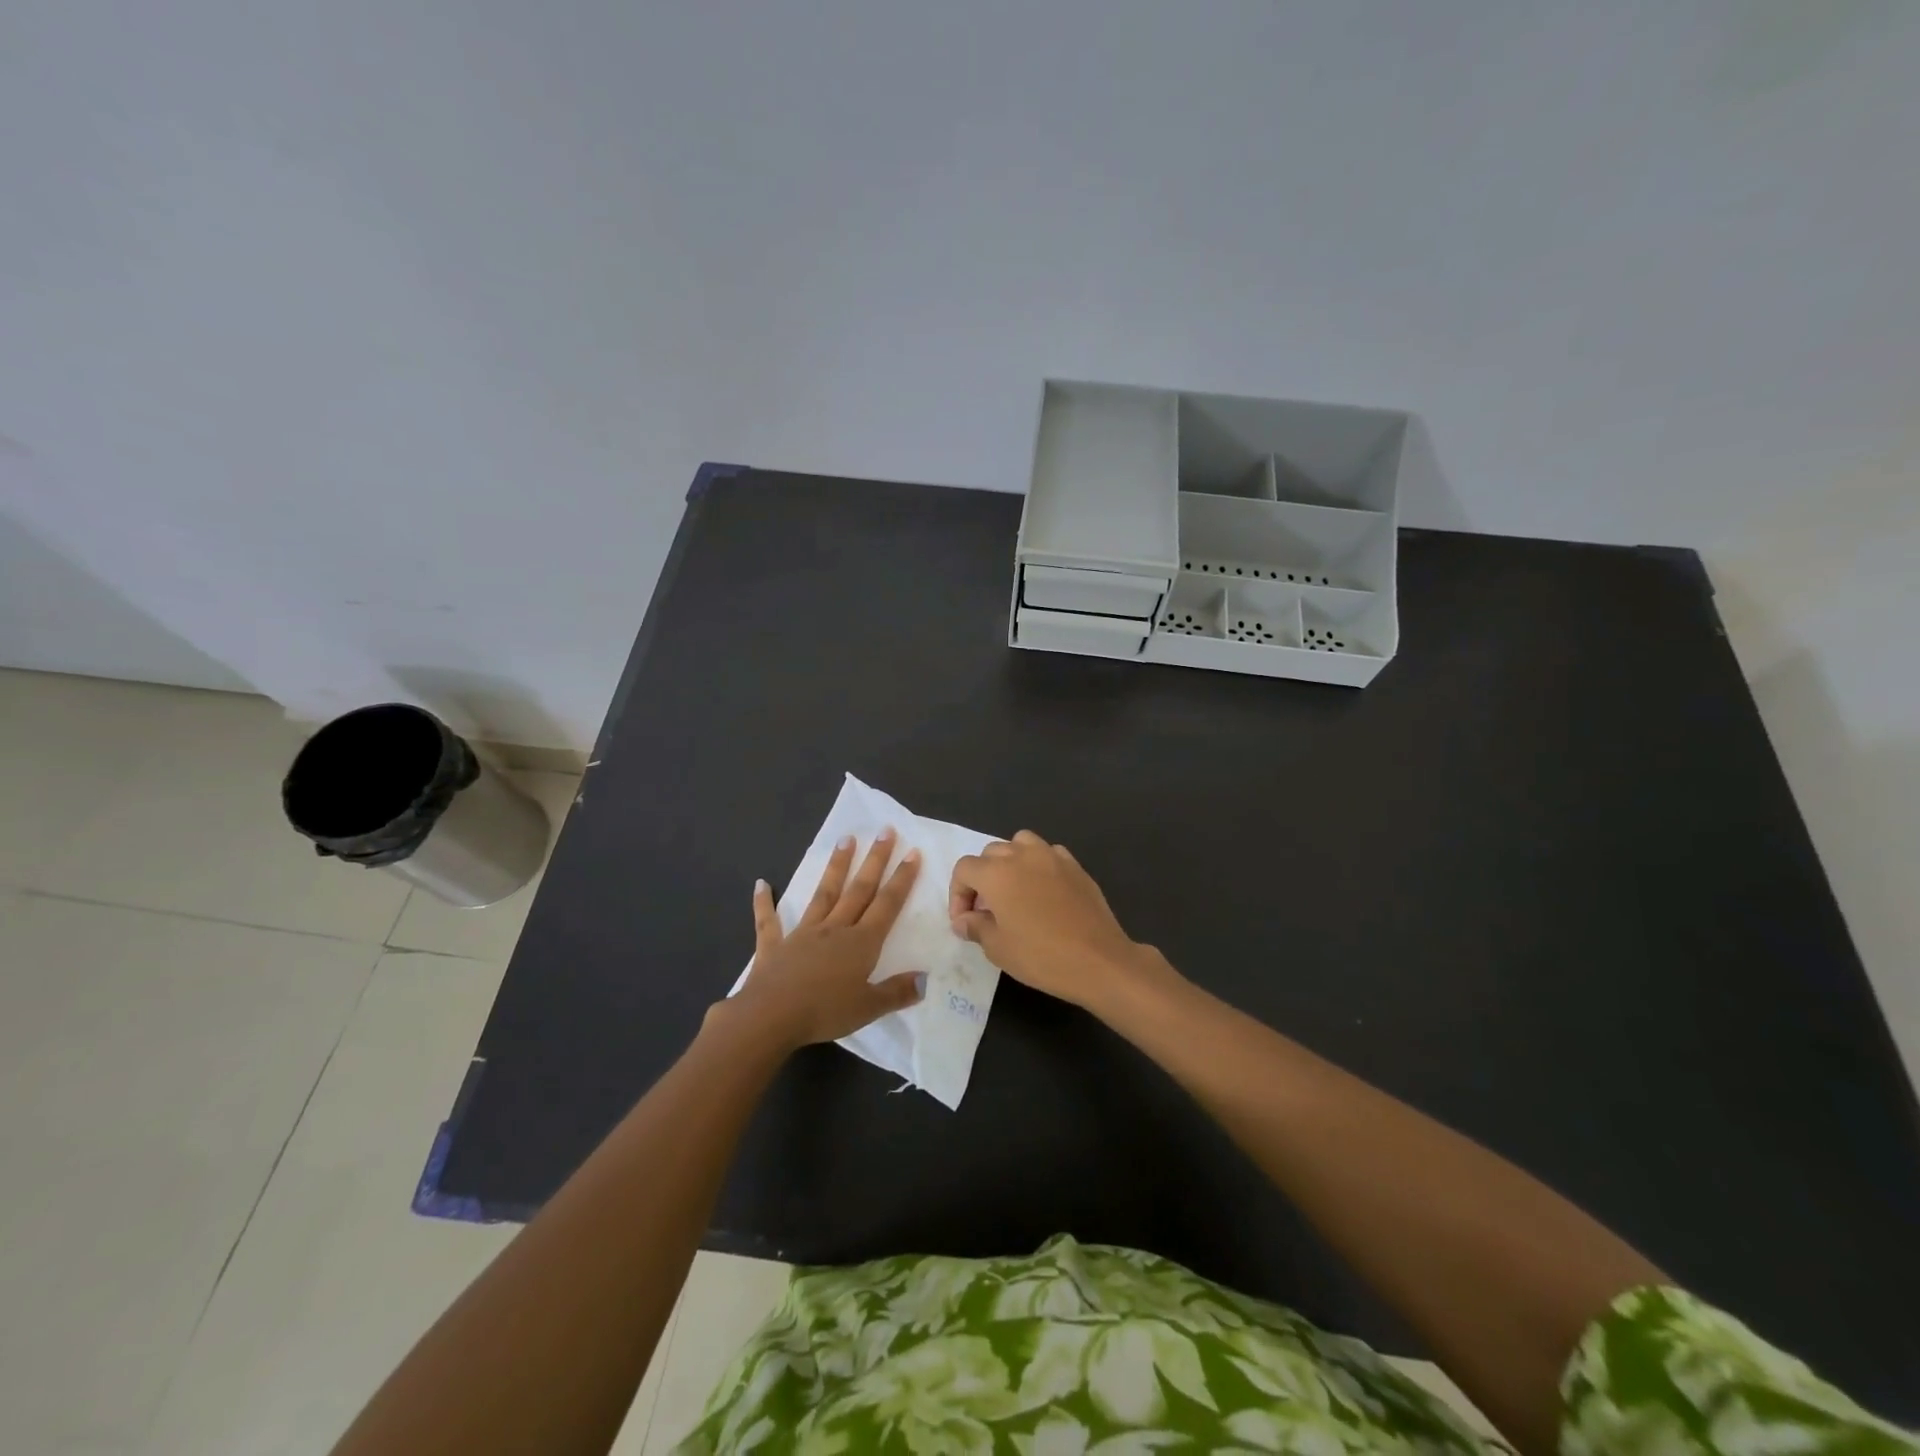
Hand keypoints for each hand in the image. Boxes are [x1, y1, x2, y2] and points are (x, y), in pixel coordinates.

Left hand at [722, 829, 924, 1051]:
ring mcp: (803, 934)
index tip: (912, 852)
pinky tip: (761, 884)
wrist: (770, 1016)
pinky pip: (769, 921)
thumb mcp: (869, 1008)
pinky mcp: (774, 946)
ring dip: (836, 867)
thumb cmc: (824, 1012)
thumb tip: (926, 979)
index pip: (887, 904)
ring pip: (824, 894)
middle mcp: (835, 929)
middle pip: (859, 889)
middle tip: (884, 830)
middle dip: (875, 860)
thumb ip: (897, 992)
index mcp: (861, 943)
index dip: (901, 879)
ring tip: (845, 840)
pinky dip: (764, 903)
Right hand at [948, 830, 1167, 1011]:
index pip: (964, 869)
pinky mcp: (1075, 866)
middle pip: (990, 853)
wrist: (1099, 960)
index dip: (958, 894)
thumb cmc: (1041, 956)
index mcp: (997, 873)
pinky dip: (1038, 865)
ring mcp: (1052, 856)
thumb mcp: (998, 948)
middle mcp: (1022, 855)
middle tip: (986, 910)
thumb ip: (975, 927)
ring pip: (1020, 843)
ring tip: (1013, 891)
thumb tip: (964, 920)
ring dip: (1010, 862)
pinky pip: (1048, 853)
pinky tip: (1043, 890)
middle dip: (981, 878)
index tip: (965, 921)